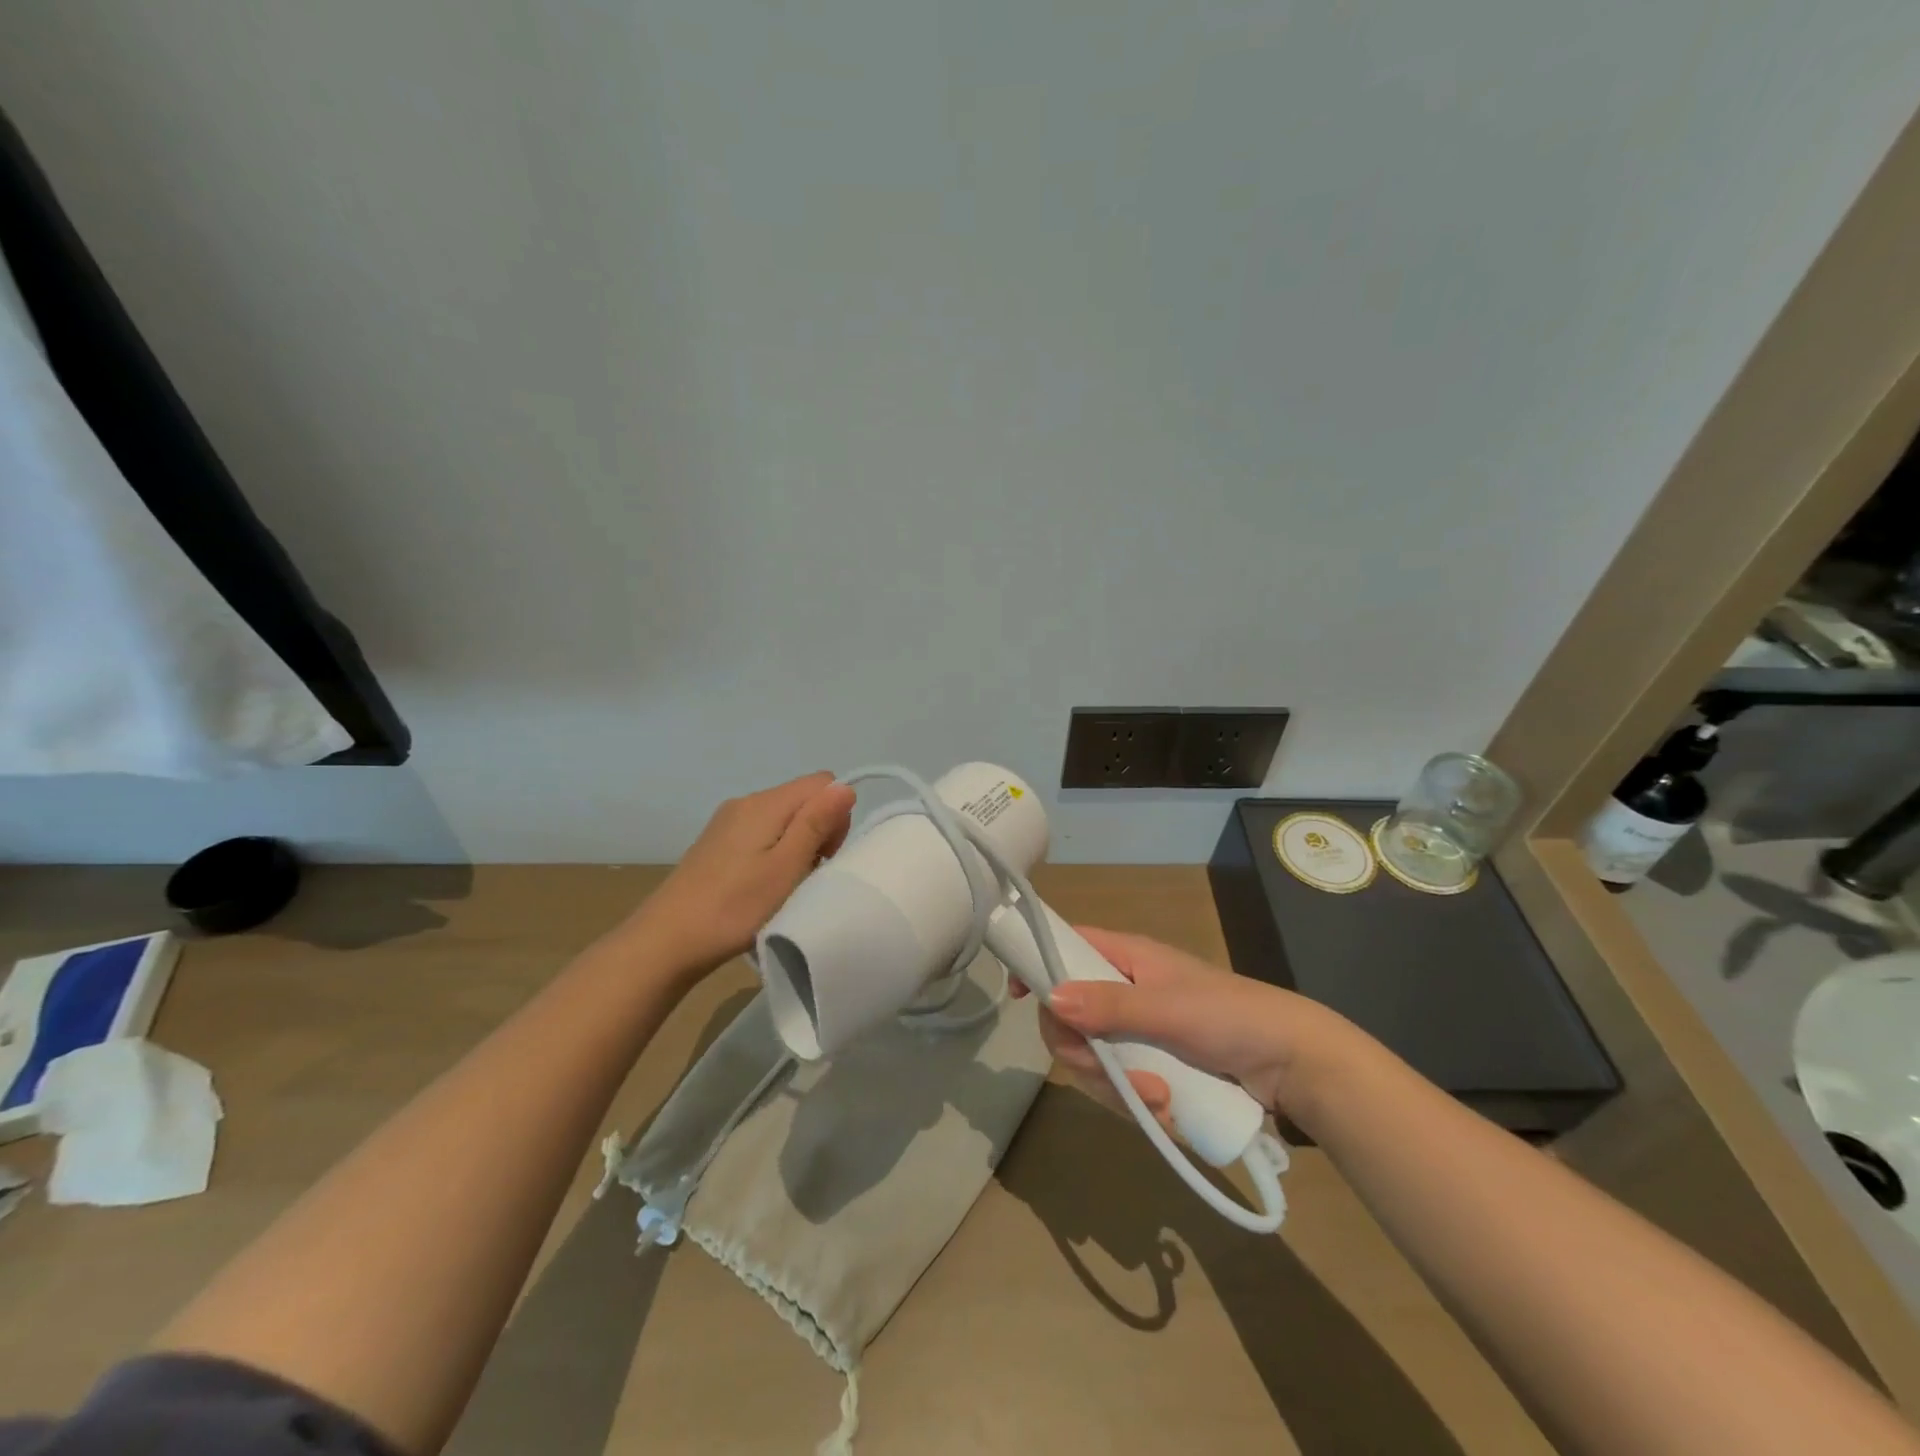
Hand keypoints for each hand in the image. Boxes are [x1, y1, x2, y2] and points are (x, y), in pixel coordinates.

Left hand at [629, 772, 855, 978]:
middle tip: (804, 876)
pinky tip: (760, 887)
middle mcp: (745, 802)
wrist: (666, 942)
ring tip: (783, 887)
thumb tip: (845, 786)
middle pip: (802, 799)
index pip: (823, 783)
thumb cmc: (735, 907)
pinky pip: (761, 834)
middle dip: (817, 832)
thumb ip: (816, 824)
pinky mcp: (716, 843)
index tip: (824, 856)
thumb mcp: (787, 868)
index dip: (835, 816)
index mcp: (765, 803)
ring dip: (795, 847)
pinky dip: (772, 854)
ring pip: (783, 819)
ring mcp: (727, 822)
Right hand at [1032, 927, 1366, 1126]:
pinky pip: (1118, 1087)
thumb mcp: (1169, 1008)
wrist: (1294, 1065)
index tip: (1016, 996)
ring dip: (1116, 1085)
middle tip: (1104, 1068)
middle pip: (1067, 1016)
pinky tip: (1168, 1111)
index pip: (1065, 947)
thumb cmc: (1231, 1017)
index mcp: (1125, 958)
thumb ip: (1109, 1007)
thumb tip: (1048, 1000)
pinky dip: (1137, 1103)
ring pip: (1090, 1059)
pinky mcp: (1150, 1070)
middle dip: (1081, 1050)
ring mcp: (1135, 1034)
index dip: (1036, 964)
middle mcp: (1122, 992)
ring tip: (1159, 1099)